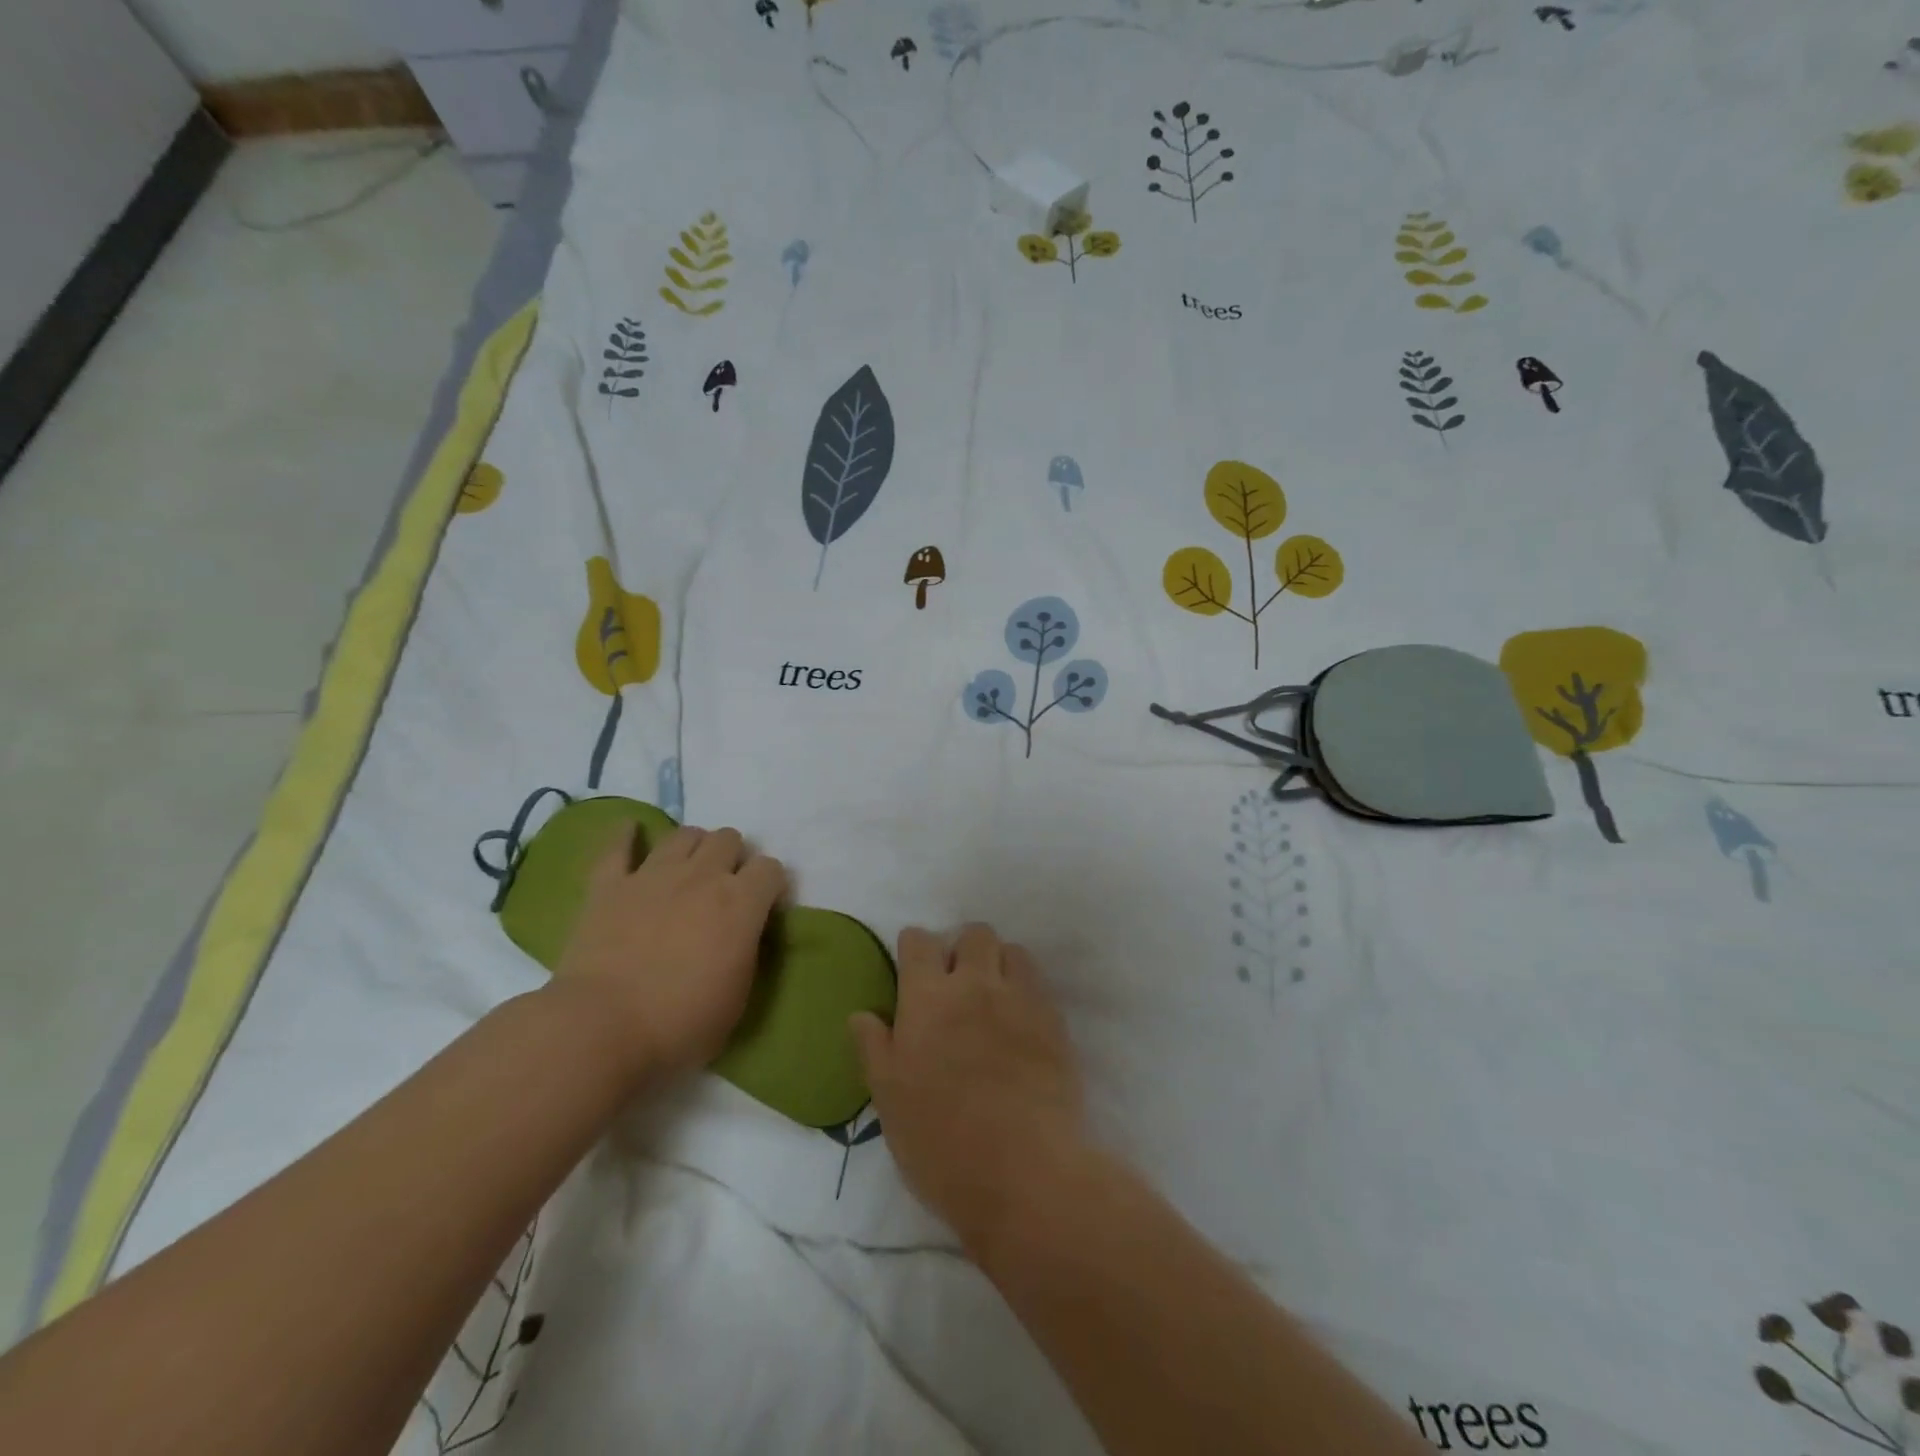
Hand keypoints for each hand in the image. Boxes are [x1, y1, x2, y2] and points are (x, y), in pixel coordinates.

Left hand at [555, 824, 786, 1078]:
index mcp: (741, 904)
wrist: (602, 1029)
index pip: (771, 868)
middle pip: (729, 839)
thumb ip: (747, 951)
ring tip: (688, 868)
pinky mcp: (609, 885)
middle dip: (733, 857)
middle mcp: (702, 877)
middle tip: (725, 886)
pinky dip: (626, 836)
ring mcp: (653, 875)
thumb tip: (744, 933)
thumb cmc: (680, 1025)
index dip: (771, 884)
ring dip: (693, 846)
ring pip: (684, 834)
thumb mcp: (738, 996)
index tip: (764, 905)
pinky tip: (631, 831)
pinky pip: (617, 846)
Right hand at [851, 924, 1085, 1253]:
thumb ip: (874, 1048)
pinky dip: (1026, 991)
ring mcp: (1020, 999)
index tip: (913, 969)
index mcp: (927, 998)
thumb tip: (861, 1014)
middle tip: (956, 985)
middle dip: (963, 949)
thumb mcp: (889, 1100)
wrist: (1024, 1173)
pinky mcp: (1054, 1021)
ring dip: (999, 964)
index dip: (914, 948)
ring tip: (993, 999)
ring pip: (1012, 951)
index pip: (919, 941)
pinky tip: (1020, 1025)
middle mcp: (975, 984)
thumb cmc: (941, 1141)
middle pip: (974, 933)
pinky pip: (1039, 984)